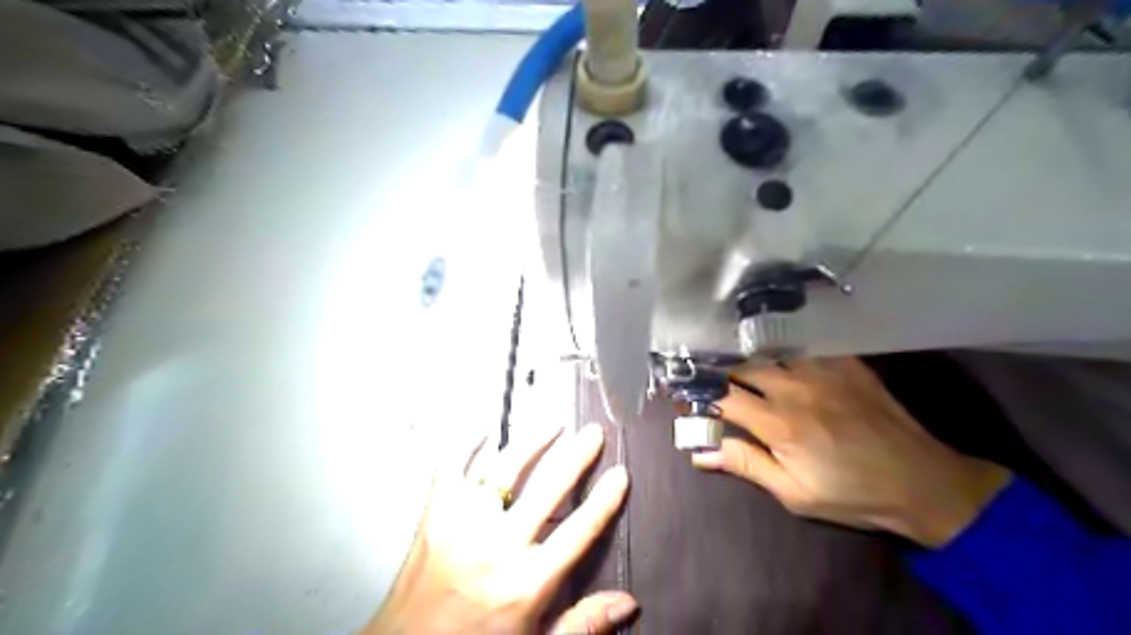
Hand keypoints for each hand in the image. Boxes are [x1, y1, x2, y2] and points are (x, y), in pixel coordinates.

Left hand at [368, 424, 634, 632]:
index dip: (605, 498)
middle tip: (593, 433)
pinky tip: (484, 431)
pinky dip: (467, 445)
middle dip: (577, 455)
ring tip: (553, 424)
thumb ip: (583, 623)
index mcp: (528, 582)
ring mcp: (464, 525)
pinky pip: (452, 468)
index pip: (580, 529)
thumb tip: (629, 603)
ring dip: (532, 441)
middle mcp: (499, 547)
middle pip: (549, 487)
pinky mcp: (434, 515)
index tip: (619, 474)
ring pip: (506, 468)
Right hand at [695, 358, 1011, 544]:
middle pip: (740, 365)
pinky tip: (773, 345)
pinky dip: (781, 344)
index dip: (697, 393)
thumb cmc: (851, 493)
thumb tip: (698, 451)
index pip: (721, 396)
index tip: (680, 392)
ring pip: (768, 349)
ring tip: (728, 352)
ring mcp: (822, 370)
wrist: (922, 480)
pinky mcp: (845, 362)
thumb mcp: (794, 493)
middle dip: (715, 367)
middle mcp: (794, 387)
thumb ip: (745, 464)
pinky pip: (803, 343)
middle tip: (699, 369)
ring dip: (745, 352)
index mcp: (778, 422)